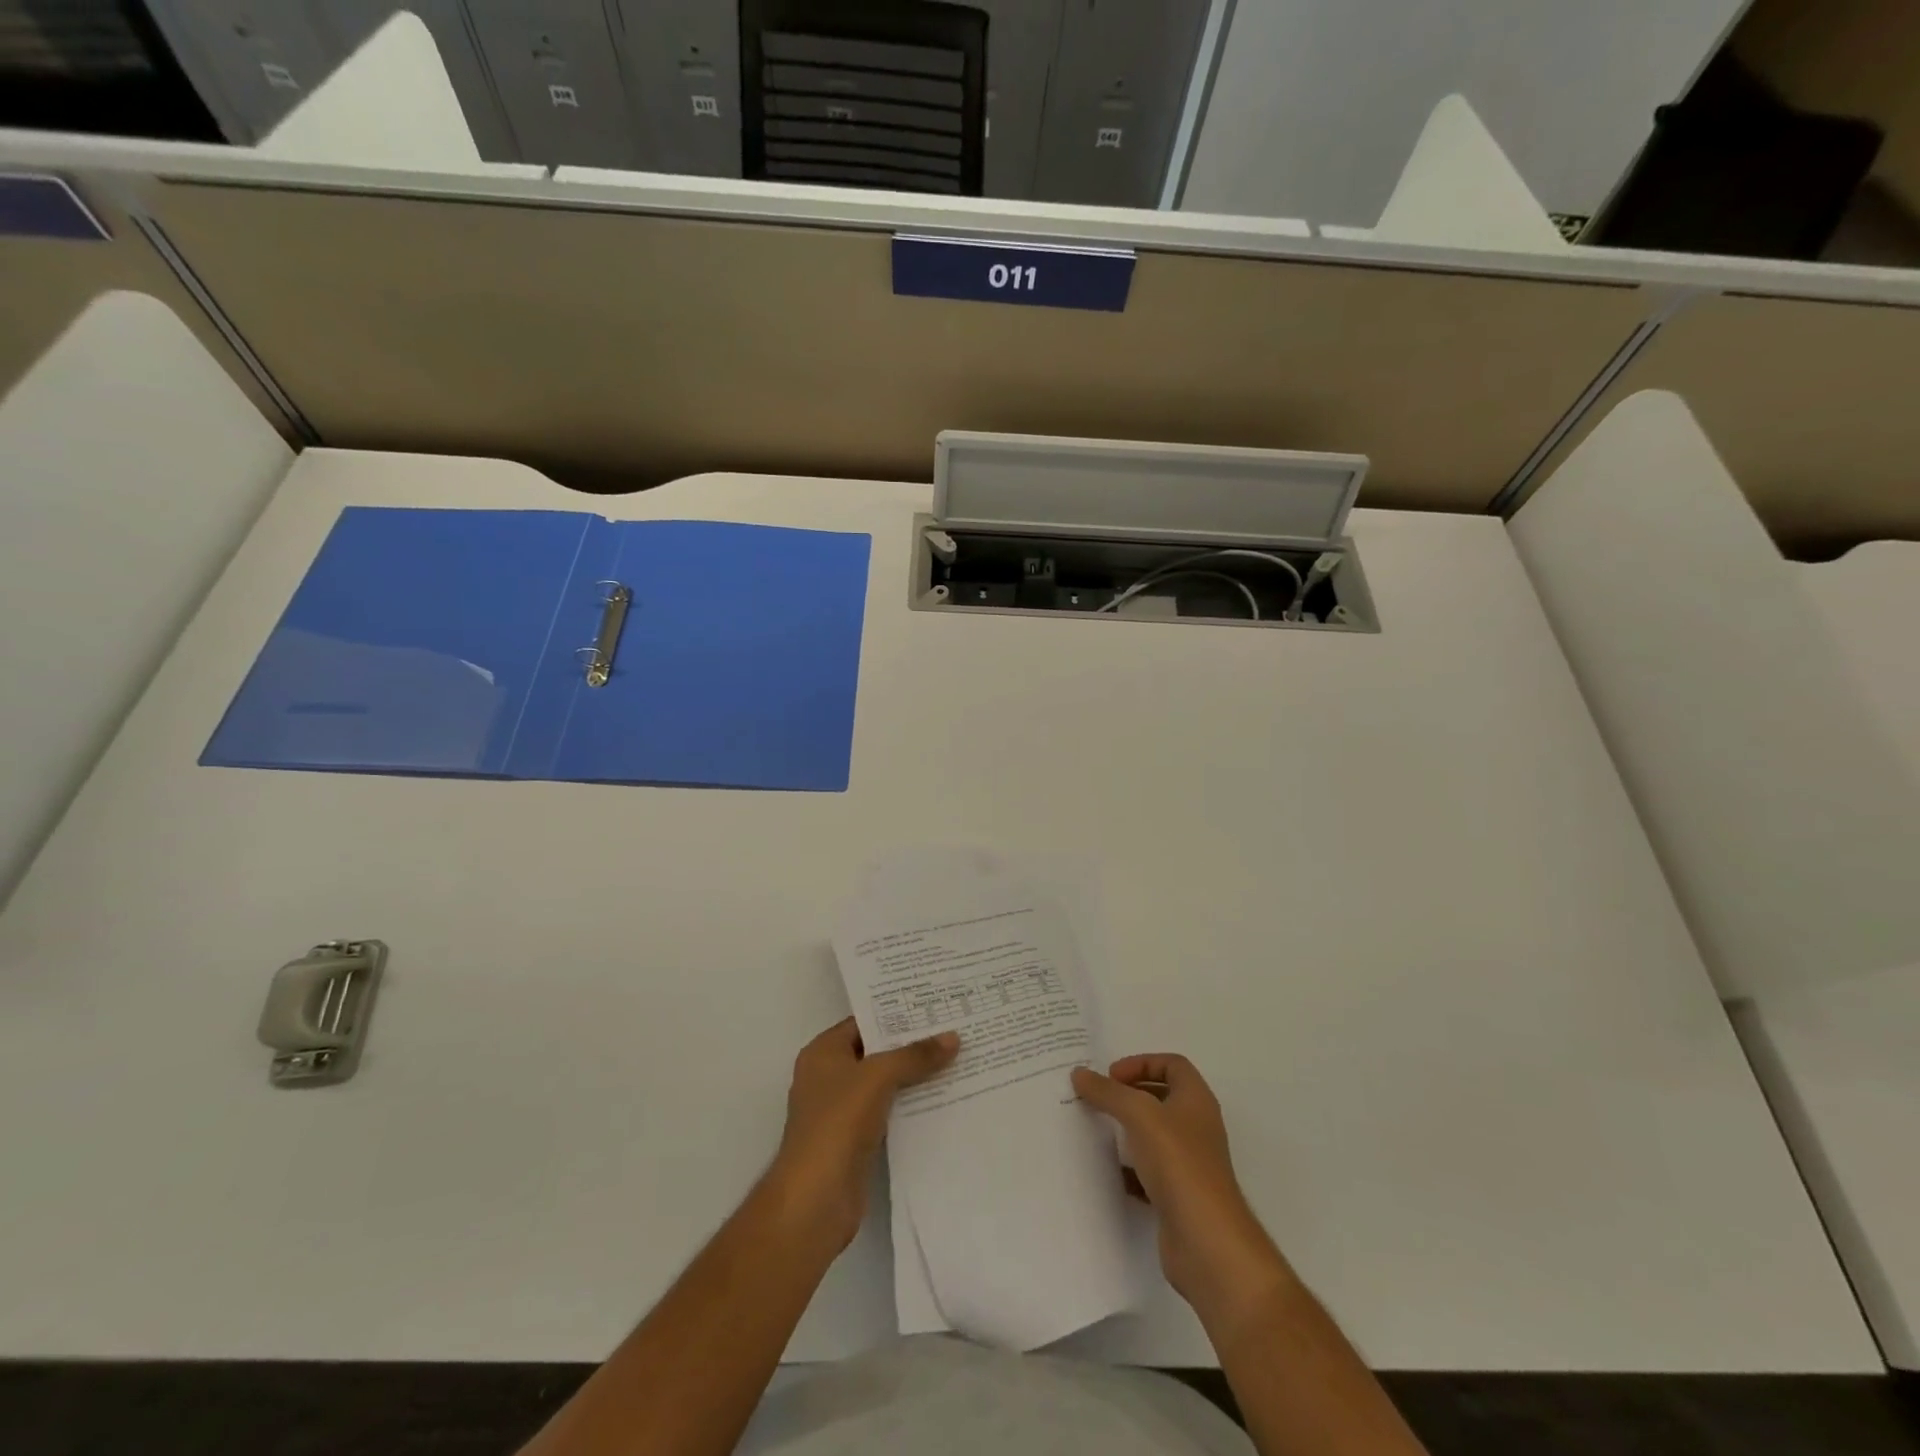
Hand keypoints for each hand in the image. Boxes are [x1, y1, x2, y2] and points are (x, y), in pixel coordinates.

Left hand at [769, 1018, 958, 1251]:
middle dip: (911, 1045)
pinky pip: (888, 1113)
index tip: (933, 1007)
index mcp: (823, 1053)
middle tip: (953, 1030)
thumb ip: (914, 1056)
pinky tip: (942, 1100)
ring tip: (956, 1061)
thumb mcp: (878, 1077)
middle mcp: (829, 1077)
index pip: (863, 1022)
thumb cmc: (838, 1123)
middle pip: (875, 1052)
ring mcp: (841, 1111)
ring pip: (884, 1084)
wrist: (815, 1200)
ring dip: (914, 1077)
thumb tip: (953, 1037)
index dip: (896, 1014)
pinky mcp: (855, 1141)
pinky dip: (910, 1106)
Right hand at [1072, 1054, 1292, 1332]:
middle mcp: (1196, 1128)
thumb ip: (1108, 1092)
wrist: (1208, 1243)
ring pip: (1154, 1136)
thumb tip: (1080, 1073)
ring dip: (1126, 1131)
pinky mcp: (1178, 1197)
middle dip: (1129, 1095)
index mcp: (1196, 1101)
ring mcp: (1189, 1164)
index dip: (1142, 1062)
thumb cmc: (1180, 1165)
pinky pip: (1149, 1173)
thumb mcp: (1140, 1115)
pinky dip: (1128, 1169)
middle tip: (1099, 1099)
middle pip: (1162, 1097)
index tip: (1111, 1076)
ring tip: (1096, 1130)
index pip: (1172, 1064)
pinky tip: (1107, 1172)